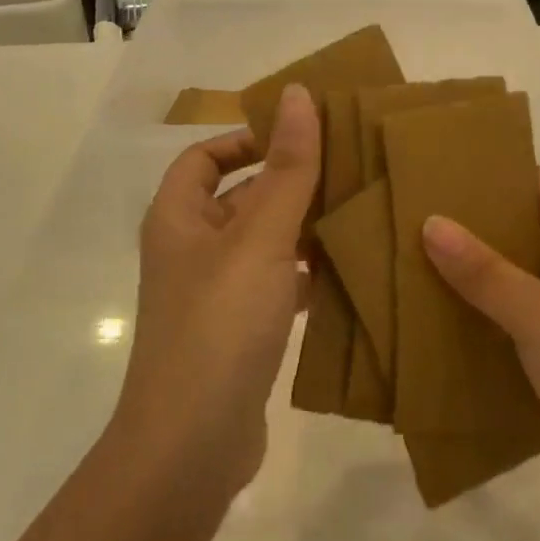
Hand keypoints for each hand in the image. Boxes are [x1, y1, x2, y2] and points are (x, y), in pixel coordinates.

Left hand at [118, 85, 321, 499]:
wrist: (191, 447)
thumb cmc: (219, 325)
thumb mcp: (259, 238)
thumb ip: (286, 168)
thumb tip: (299, 94)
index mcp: (178, 218)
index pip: (205, 157)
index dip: (247, 138)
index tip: (301, 135)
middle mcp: (191, 251)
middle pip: (241, 197)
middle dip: (289, 182)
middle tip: (350, 167)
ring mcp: (216, 294)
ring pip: (265, 243)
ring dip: (304, 227)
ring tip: (361, 210)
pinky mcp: (241, 332)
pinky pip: (278, 285)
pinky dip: (307, 274)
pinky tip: (350, 270)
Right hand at [422, 169, 539, 533]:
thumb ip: (484, 271)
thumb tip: (431, 223)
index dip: (493, 180)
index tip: (436, 178)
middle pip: (527, 233)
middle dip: (475, 233)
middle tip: (410, 223)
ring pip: (521, 281)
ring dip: (477, 281)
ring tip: (412, 266)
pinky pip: (523, 323)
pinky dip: (489, 320)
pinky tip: (440, 320)